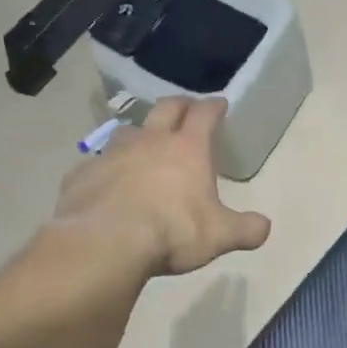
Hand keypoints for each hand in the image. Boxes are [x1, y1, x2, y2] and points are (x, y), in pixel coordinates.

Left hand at [53, 97, 270, 275]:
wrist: (105, 243)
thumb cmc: (172, 231)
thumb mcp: (221, 236)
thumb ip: (246, 229)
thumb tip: (263, 227)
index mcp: (187, 149)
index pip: (204, 114)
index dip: (214, 107)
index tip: (220, 104)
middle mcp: (149, 141)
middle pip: (165, 108)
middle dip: (180, 105)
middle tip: (187, 110)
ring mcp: (111, 154)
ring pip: (128, 132)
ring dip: (140, 134)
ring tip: (144, 146)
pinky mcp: (82, 174)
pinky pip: (96, 164)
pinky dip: (107, 169)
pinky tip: (108, 184)